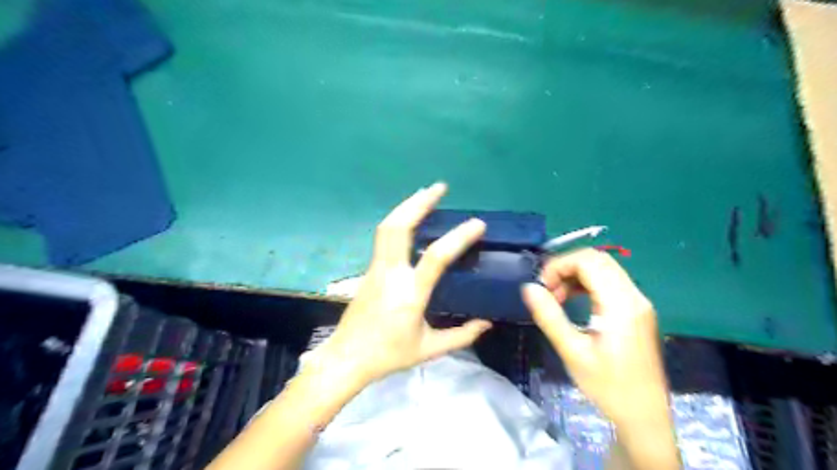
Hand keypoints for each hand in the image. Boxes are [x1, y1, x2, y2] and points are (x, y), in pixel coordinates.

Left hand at [319, 185, 490, 387]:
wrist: (346, 357)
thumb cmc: (388, 355)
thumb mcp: (428, 350)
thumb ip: (461, 336)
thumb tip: (487, 324)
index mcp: (410, 294)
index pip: (436, 257)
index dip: (458, 237)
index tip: (477, 224)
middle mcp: (390, 274)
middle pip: (399, 227)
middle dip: (419, 203)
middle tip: (439, 187)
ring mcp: (376, 268)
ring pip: (387, 227)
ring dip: (406, 206)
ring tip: (425, 193)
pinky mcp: (369, 269)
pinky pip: (383, 236)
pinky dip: (398, 220)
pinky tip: (409, 217)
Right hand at [521, 250, 671, 424]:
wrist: (645, 416)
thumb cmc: (608, 387)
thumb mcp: (573, 353)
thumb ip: (550, 317)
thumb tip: (528, 287)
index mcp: (620, 304)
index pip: (589, 261)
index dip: (559, 265)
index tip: (541, 285)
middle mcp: (634, 296)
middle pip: (598, 259)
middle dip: (566, 267)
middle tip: (547, 289)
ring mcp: (638, 302)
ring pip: (604, 268)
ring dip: (576, 274)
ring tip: (557, 297)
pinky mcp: (637, 311)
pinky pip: (610, 282)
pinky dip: (587, 283)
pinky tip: (573, 301)